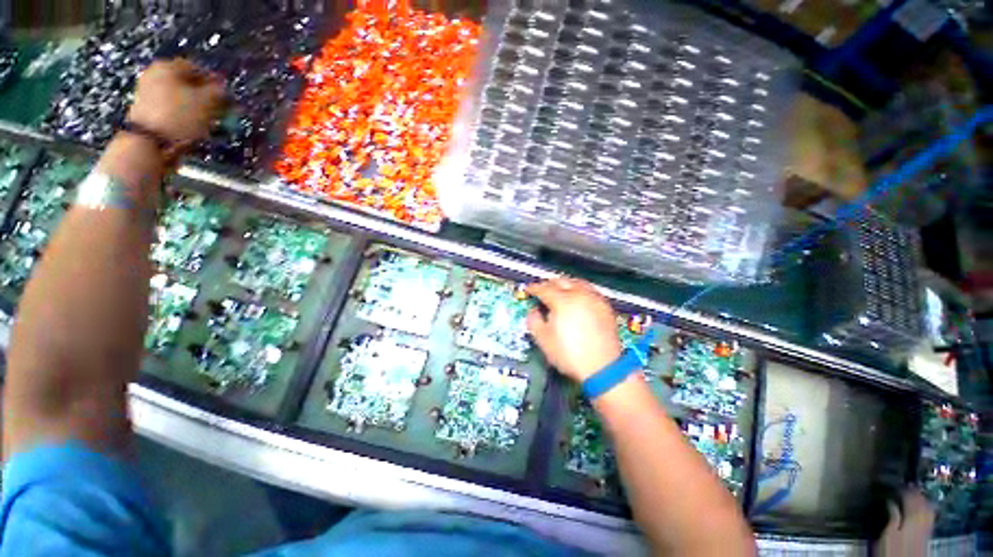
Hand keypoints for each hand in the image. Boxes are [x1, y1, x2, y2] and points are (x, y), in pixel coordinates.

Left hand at [127, 59, 225, 145]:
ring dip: (196, 106)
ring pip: (179, 96)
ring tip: (210, 120)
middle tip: (221, 108)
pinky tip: (194, 126)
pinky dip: (184, 114)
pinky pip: (172, 108)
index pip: (197, 68)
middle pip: (186, 82)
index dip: (215, 81)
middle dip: (205, 95)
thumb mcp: (207, 102)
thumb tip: (223, 89)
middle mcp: (155, 74)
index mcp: (168, 66)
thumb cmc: (180, 116)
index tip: (228, 95)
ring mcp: (147, 93)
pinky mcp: (147, 111)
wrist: (149, 143)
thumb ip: (218, 92)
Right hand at [526, 278, 621, 382]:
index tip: (528, 290)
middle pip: (561, 281)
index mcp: (562, 301)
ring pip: (577, 282)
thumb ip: (533, 320)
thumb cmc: (569, 354)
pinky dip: (579, 290)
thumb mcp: (543, 339)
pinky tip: (577, 299)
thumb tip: (533, 310)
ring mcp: (594, 299)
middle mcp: (579, 294)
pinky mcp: (605, 306)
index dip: (533, 288)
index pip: (544, 288)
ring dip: (565, 284)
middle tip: (542, 290)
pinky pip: (589, 290)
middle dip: (548, 284)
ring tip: (559, 291)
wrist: (602, 368)